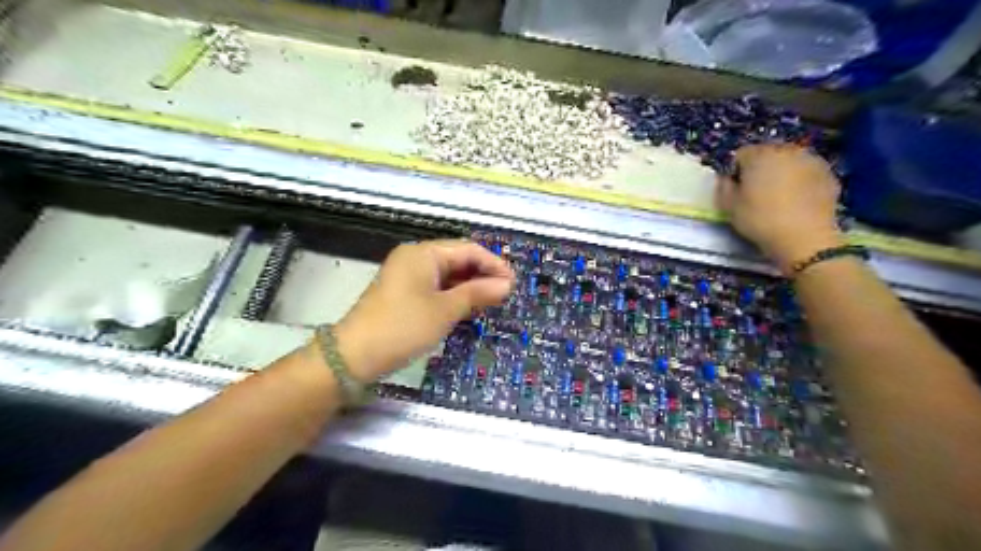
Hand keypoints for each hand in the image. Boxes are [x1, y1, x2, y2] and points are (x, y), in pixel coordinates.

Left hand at [334, 238, 514, 381]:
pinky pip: (437, 286)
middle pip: (458, 259)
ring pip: (448, 274)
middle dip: (483, 275)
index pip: (468, 250)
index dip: (493, 264)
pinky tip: (470, 307)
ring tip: (492, 301)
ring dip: (470, 286)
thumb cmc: (404, 327)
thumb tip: (506, 284)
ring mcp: (408, 275)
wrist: (355, 355)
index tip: (513, 283)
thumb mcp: (445, 310)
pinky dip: (455, 295)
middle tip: (506, 294)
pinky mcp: (405, 292)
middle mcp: (415, 258)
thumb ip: (477, 293)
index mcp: (424, 253)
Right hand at [719, 143, 848, 272]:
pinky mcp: (828, 173)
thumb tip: (725, 178)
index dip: (735, 171)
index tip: (736, 188)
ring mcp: (811, 160)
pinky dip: (800, 181)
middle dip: (760, 168)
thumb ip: (723, 187)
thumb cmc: (760, 219)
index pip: (740, 154)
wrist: (804, 237)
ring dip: (781, 173)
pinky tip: (796, 200)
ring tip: (778, 196)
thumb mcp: (729, 206)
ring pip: (789, 161)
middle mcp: (786, 150)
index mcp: (759, 155)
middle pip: (767, 154)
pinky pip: (806, 172)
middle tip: (756, 192)